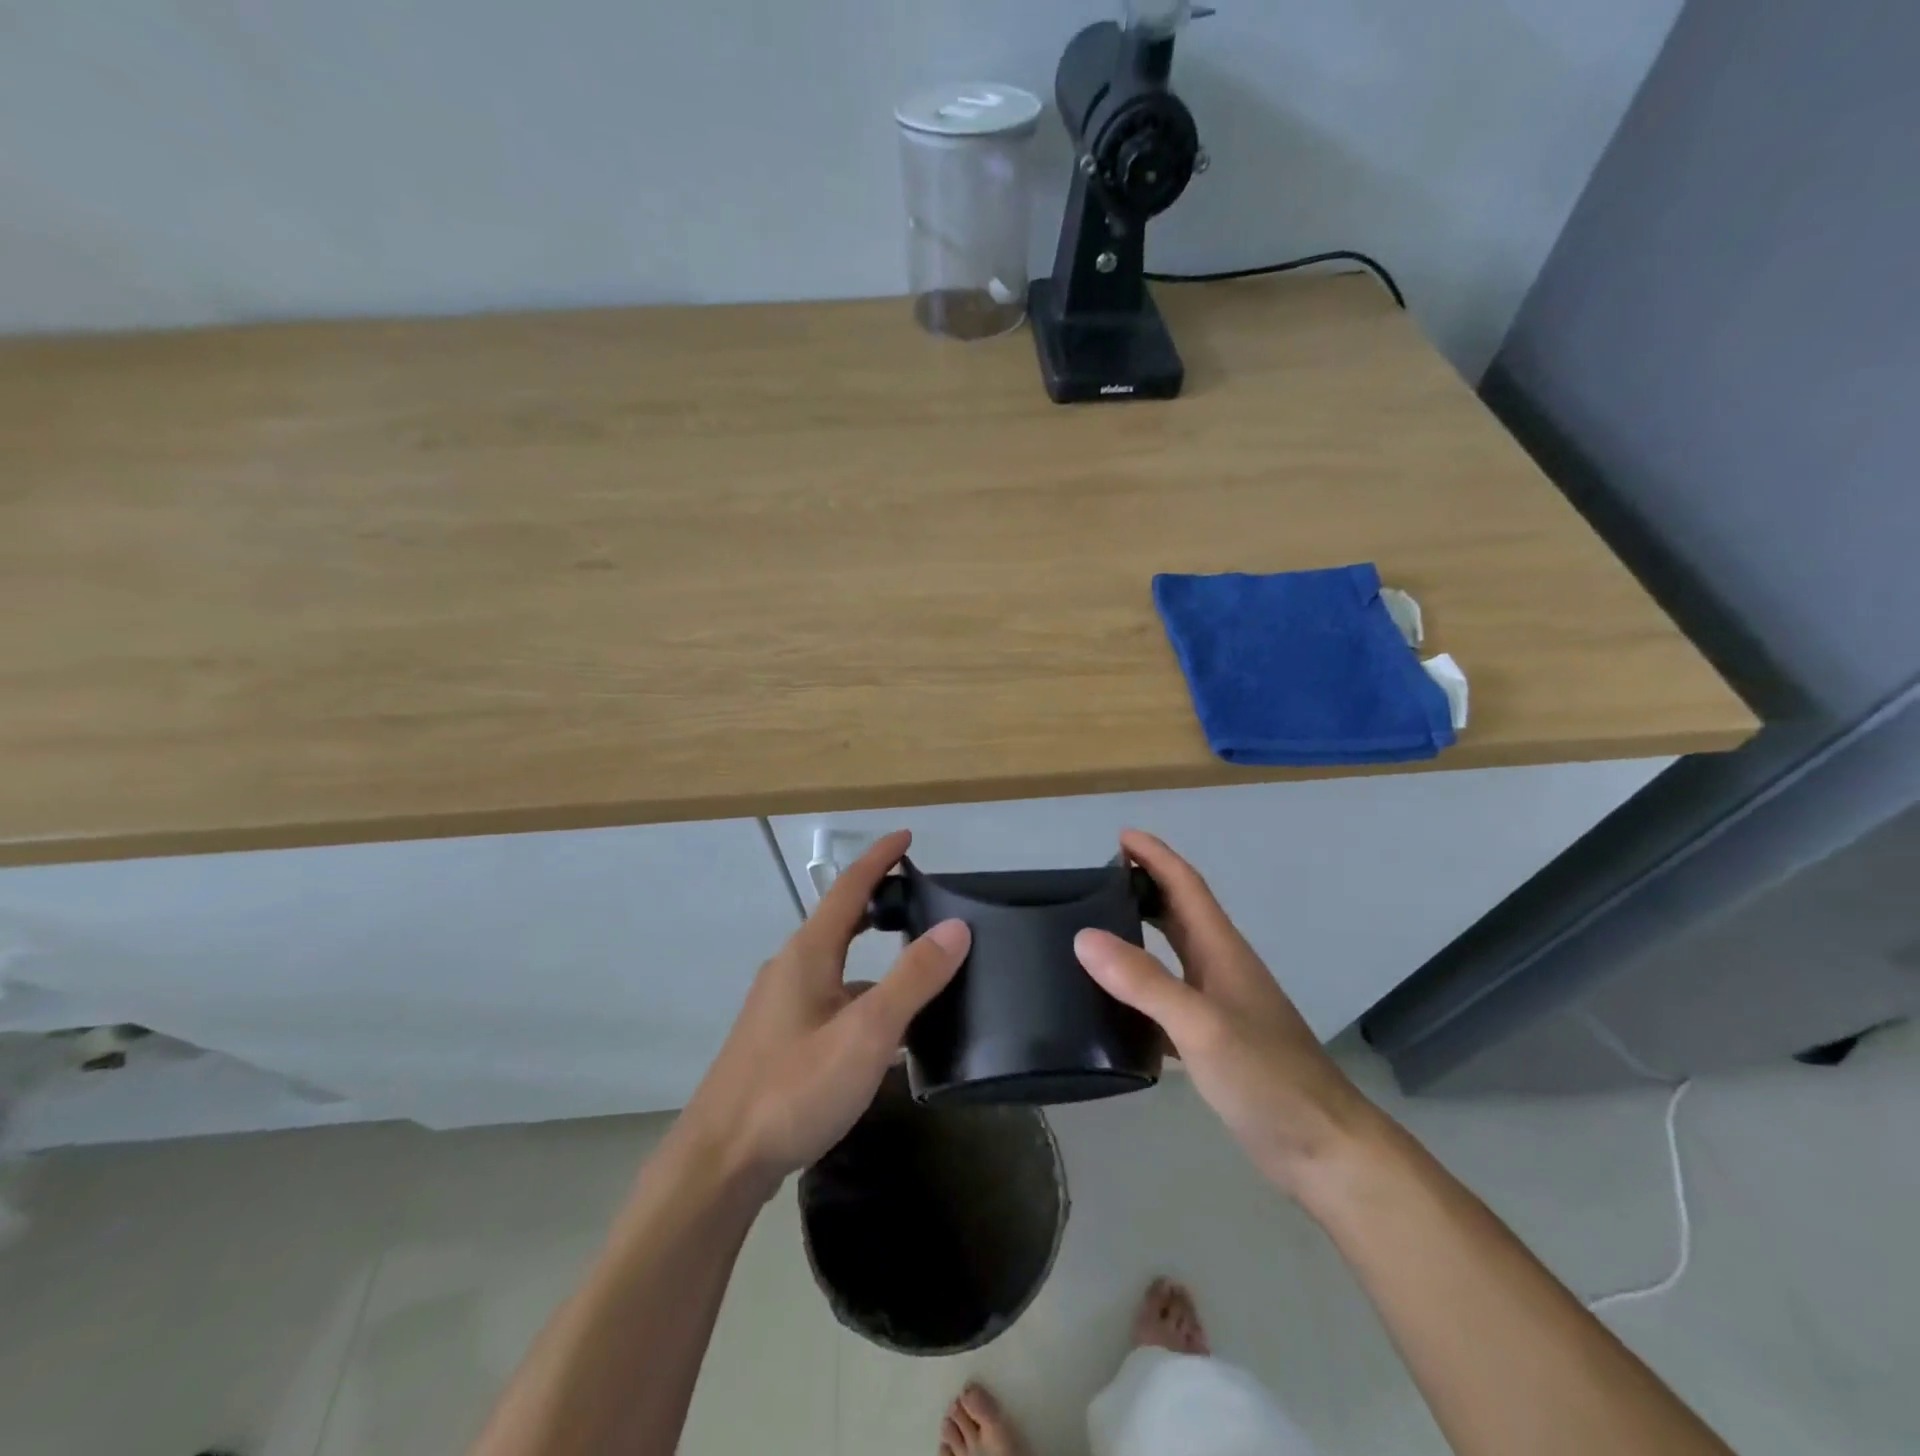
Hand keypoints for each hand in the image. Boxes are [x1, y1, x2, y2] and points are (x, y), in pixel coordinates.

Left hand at [674, 830, 969, 1194]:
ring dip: (872, 954)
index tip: (906, 837)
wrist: (719, 1162)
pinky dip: (861, 995)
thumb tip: (957, 926)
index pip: (848, 888)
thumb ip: (913, 979)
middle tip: (918, 897)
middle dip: (876, 902)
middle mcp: (790, 969)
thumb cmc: (794, 1088)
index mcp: (808, 954)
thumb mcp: (866, 1032)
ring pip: (836, 964)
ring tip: (916, 966)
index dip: (879, 859)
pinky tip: (882, 1030)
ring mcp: (780, 1006)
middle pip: (839, 921)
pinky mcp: (778, 1040)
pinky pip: (829, 998)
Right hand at [1074, 831, 1379, 1198]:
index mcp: (1222, 952)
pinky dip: (1141, 992)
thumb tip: (1084, 936)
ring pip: (1174, 957)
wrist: (1325, 1151)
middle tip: (1097, 881)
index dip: (1156, 857)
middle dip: (1144, 888)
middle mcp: (1221, 970)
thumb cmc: (1268, 1079)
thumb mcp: (1201, 1026)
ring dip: (1141, 936)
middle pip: (1180, 914)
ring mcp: (1221, 1007)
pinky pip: (1169, 1001)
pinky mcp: (1216, 1043)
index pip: (1185, 886)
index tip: (1121, 837)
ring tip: (1095, 935)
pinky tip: (1113, 1009)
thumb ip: (1144, 981)